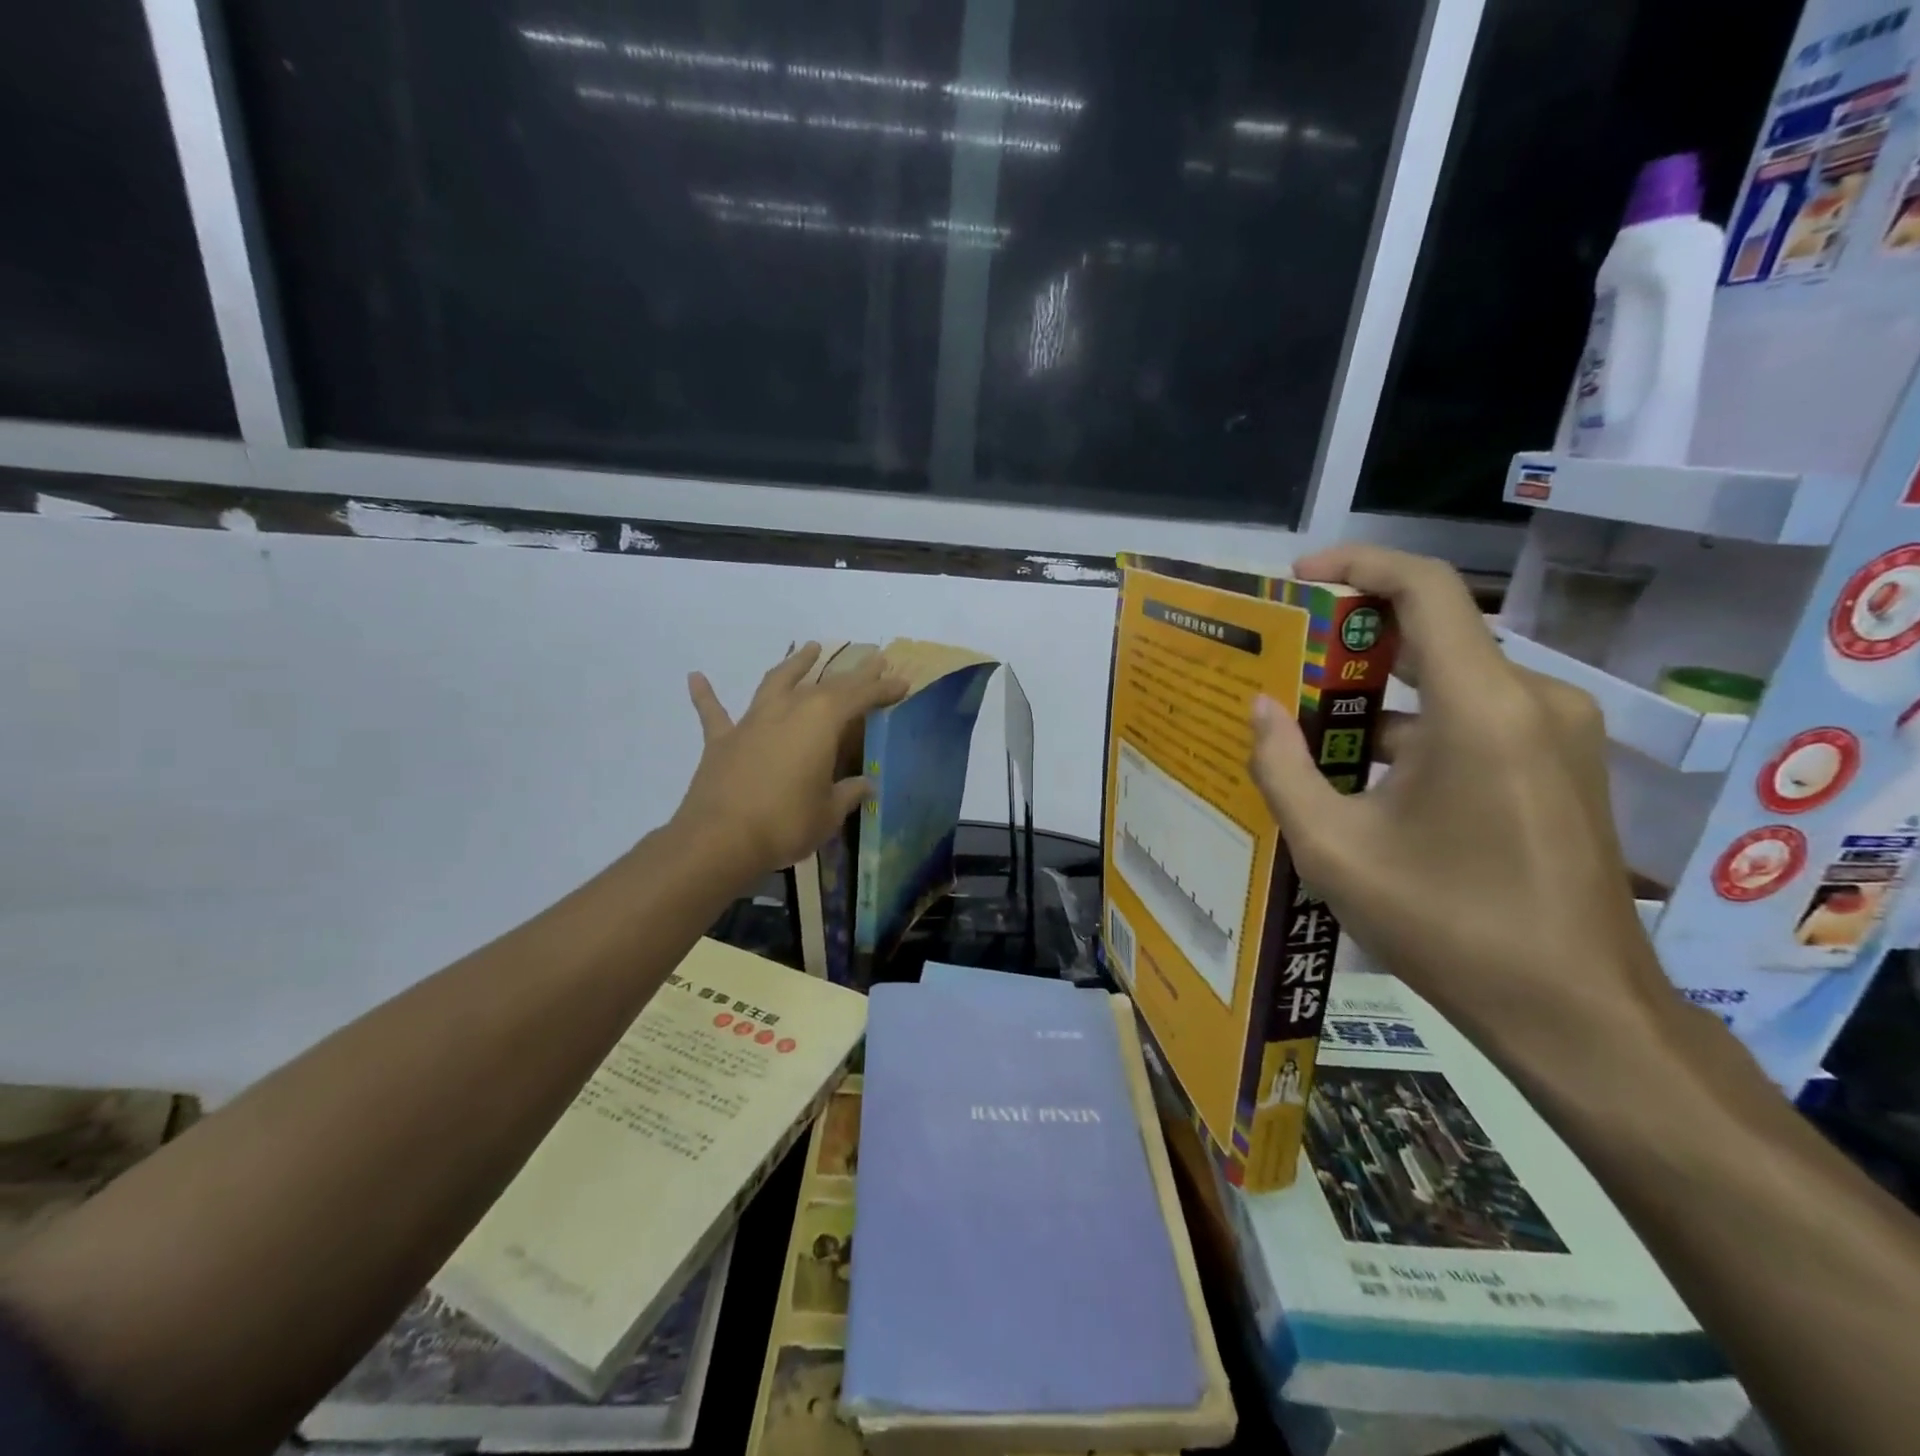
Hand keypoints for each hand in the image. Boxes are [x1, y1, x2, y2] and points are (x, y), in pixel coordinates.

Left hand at [673, 643, 906, 881]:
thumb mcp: (829, 812)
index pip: (860, 697)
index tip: (902, 682)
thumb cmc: (786, 823)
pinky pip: (714, 712)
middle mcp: (788, 710)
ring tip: (809, 647)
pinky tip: (695, 677)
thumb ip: (847, 793)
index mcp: (821, 722)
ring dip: (794, 664)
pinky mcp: (722, 741)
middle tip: (874, 662)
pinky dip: (706, 695)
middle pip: (826, 685)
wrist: (720, 839)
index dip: (883, 689)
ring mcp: (752, 722)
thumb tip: (865, 784)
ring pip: (776, 682)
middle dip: (853, 674)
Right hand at [1248, 545, 1675, 1061]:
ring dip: (1380, 704)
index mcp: (1480, 709)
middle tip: (1283, 673)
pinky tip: (1370, 783)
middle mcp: (1532, 701)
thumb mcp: (1334, 849)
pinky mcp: (1566, 766)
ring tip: (1311, 742)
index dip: (1360, 565)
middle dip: (1351, 648)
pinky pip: (1478, 722)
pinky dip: (1417, 733)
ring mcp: (1559, 734)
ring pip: (1450, 688)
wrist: (1577, 1013)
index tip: (1302, 578)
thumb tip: (1258, 707)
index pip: (1425, 589)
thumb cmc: (1446, 926)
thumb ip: (1282, 768)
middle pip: (1433, 638)